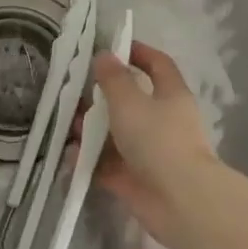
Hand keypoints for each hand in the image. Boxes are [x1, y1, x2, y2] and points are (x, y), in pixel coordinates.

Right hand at [87, 41, 218, 248]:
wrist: (179, 201)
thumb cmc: (158, 140)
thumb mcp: (129, 101)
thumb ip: (113, 78)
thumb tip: (104, 56)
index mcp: (170, 95)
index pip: (157, 64)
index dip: (138, 52)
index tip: (113, 47)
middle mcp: (162, 121)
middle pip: (131, 101)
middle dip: (102, 96)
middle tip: (75, 91)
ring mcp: (149, 152)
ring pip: (116, 134)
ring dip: (92, 129)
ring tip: (68, 125)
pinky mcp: (135, 179)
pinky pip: (108, 164)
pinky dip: (90, 159)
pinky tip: (70, 155)